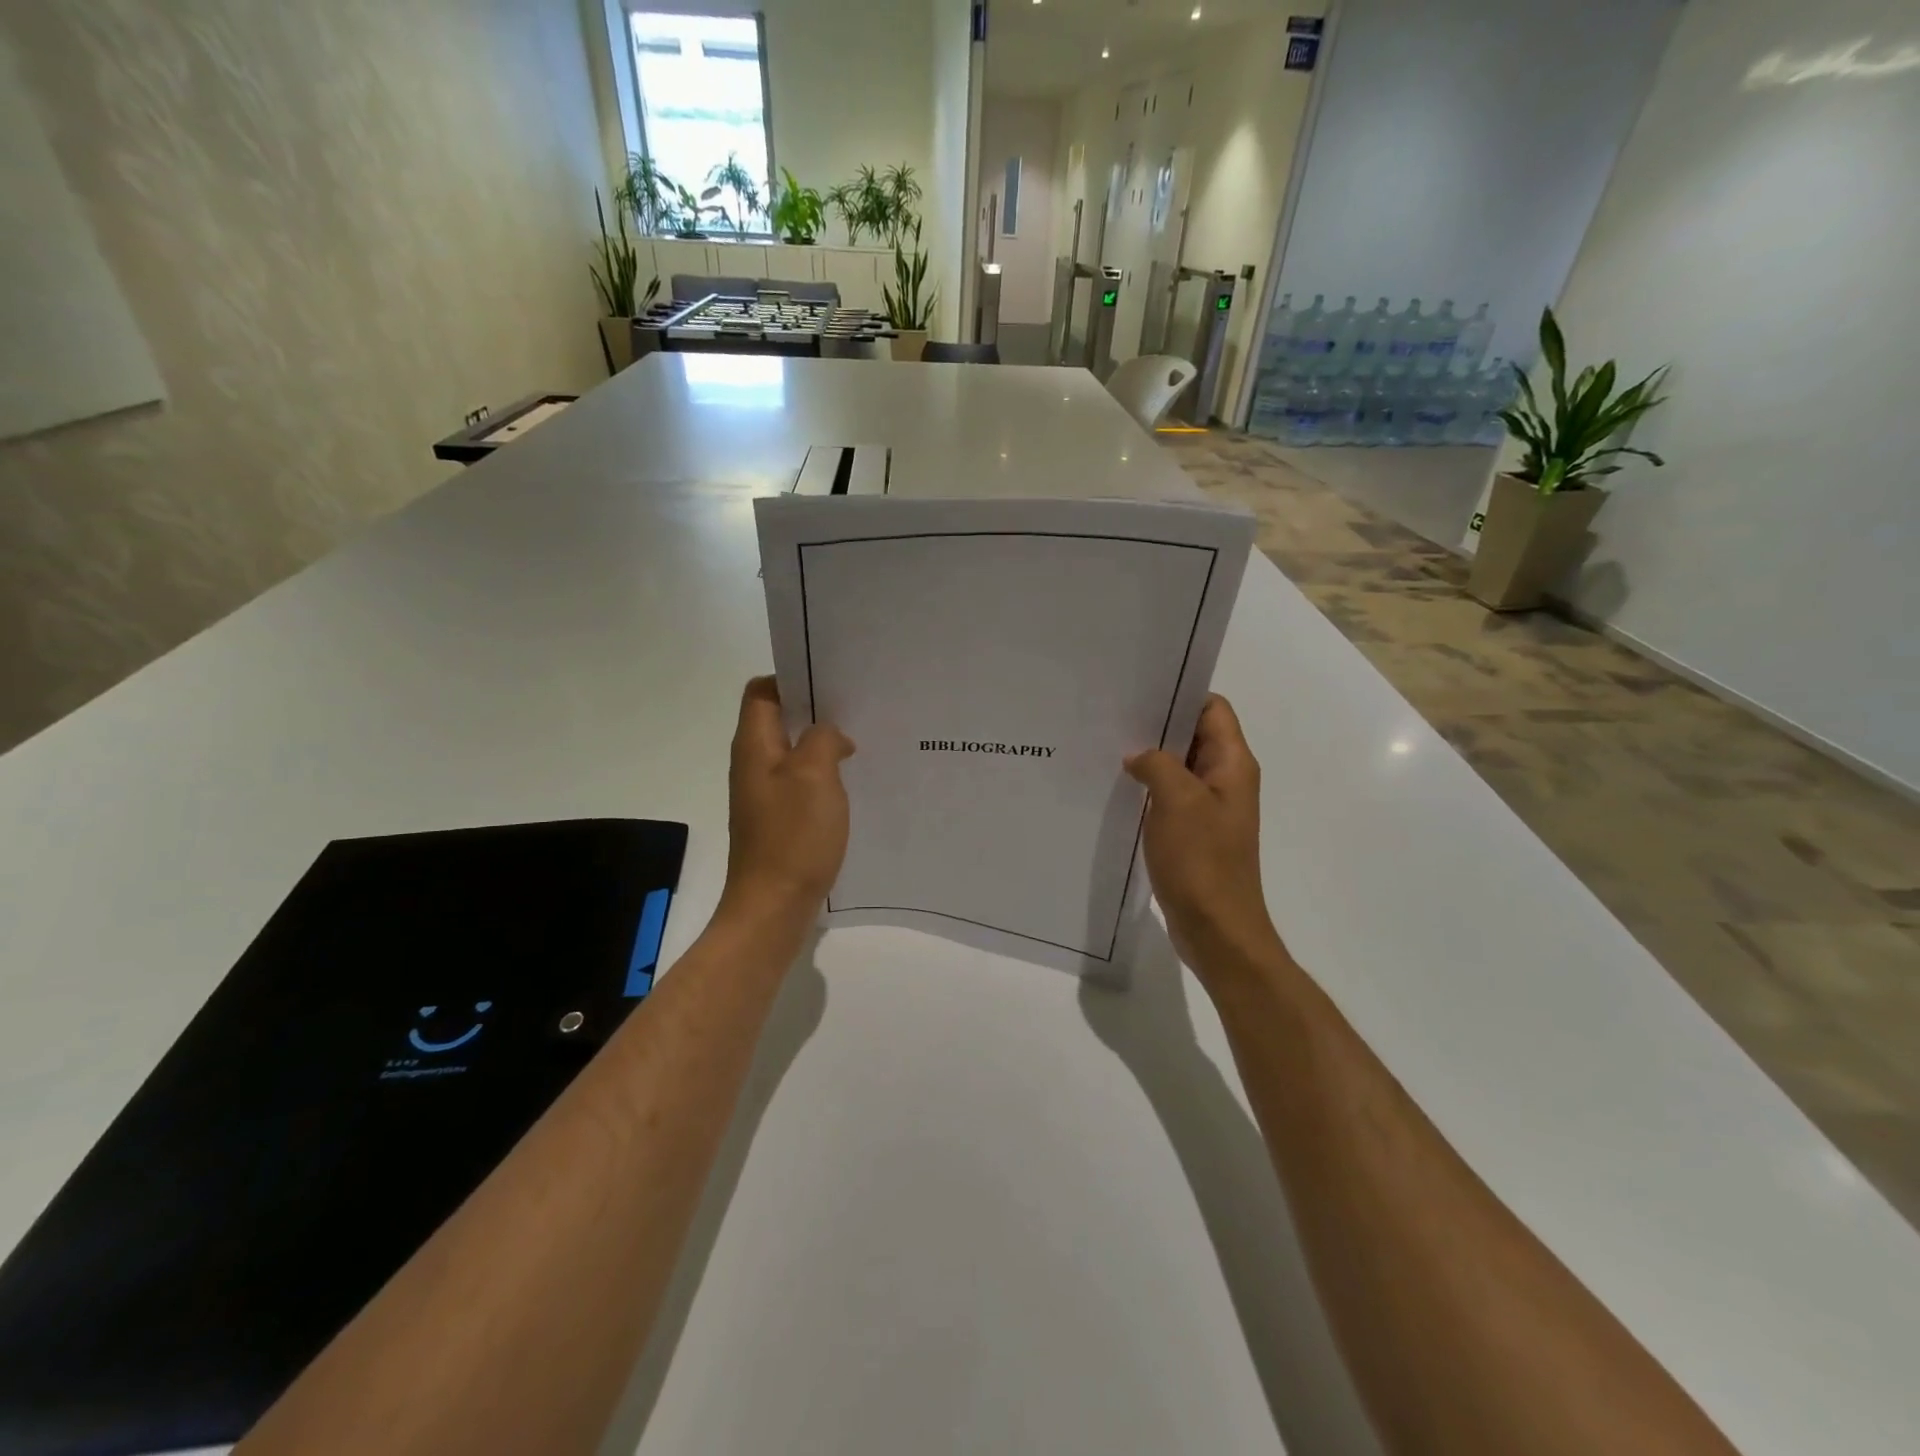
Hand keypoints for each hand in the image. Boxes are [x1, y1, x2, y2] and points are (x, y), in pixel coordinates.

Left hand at [721, 678, 854, 922]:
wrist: (773, 905)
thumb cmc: (793, 835)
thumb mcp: (815, 775)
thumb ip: (823, 739)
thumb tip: (830, 735)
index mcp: (754, 745)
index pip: (762, 691)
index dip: (791, 679)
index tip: (830, 684)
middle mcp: (753, 764)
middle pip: (779, 720)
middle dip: (814, 712)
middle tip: (856, 711)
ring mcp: (763, 794)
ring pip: (792, 753)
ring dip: (821, 746)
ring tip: (859, 745)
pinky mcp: (776, 819)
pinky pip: (799, 783)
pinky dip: (822, 776)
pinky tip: (849, 785)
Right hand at [1124, 695, 1282, 977]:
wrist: (1217, 929)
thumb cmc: (1202, 861)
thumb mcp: (1176, 800)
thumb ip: (1157, 764)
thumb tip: (1138, 756)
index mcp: (1232, 764)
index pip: (1212, 709)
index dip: (1180, 694)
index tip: (1139, 690)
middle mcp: (1225, 780)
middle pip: (1193, 735)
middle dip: (1157, 725)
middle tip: (1112, 715)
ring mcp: (1209, 808)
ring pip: (1179, 767)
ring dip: (1150, 759)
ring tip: (1107, 747)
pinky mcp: (1194, 833)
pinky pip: (1171, 797)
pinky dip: (1149, 789)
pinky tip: (1118, 788)